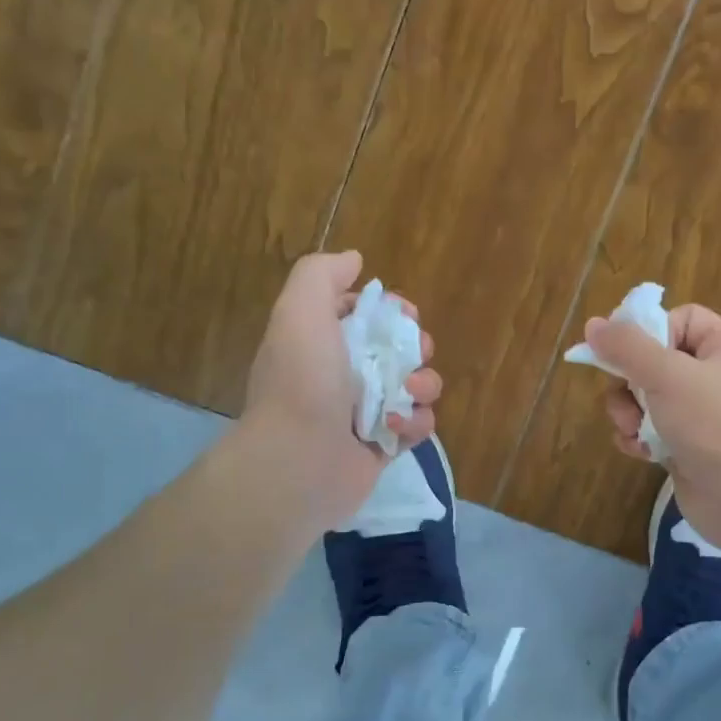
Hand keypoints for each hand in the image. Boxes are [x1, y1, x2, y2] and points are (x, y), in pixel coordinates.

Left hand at [242, 251, 440, 525]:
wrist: (297, 461)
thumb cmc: (302, 381)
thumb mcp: (301, 311)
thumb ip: (322, 274)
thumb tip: (355, 260)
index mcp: (324, 342)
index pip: (367, 316)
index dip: (392, 311)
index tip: (404, 315)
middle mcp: (344, 376)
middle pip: (400, 350)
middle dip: (416, 347)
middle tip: (413, 355)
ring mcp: (364, 414)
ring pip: (415, 388)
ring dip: (423, 385)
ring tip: (407, 395)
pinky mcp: (383, 448)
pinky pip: (416, 427)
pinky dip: (415, 424)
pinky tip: (396, 427)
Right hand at [585, 304, 720, 557]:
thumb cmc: (714, 424)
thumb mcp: (667, 375)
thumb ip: (627, 347)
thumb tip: (594, 325)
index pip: (681, 320)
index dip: (650, 332)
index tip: (626, 353)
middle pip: (657, 360)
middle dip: (631, 382)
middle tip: (625, 399)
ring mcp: (707, 415)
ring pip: (650, 397)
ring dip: (630, 413)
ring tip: (632, 430)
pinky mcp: (692, 447)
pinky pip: (655, 430)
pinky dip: (641, 438)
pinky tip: (640, 452)